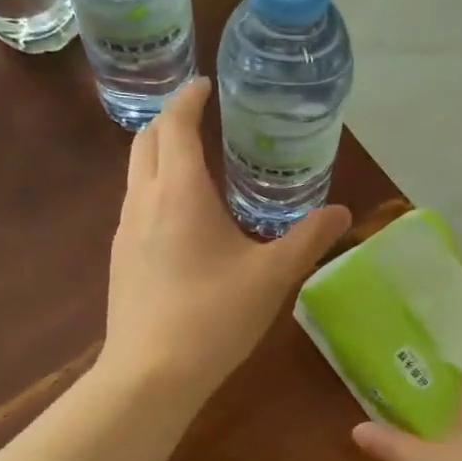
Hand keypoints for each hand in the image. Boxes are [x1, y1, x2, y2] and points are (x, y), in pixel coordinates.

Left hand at [101, 78, 351, 406]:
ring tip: (193, 161)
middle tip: (200, 115)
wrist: (150, 374)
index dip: (190, 98)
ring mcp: (123, 231)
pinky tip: (179, 217)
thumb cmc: (213, 317)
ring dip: (159, 154)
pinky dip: (154, 188)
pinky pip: (134, 205)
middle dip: (170, 119)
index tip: (206, 86)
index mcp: (179, 192)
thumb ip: (308, 240)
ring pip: (135, 173)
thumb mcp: (272, 276)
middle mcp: (143, 200)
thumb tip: (342, 213)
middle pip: (146, 140)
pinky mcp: (119, 259)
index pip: (177, 124)